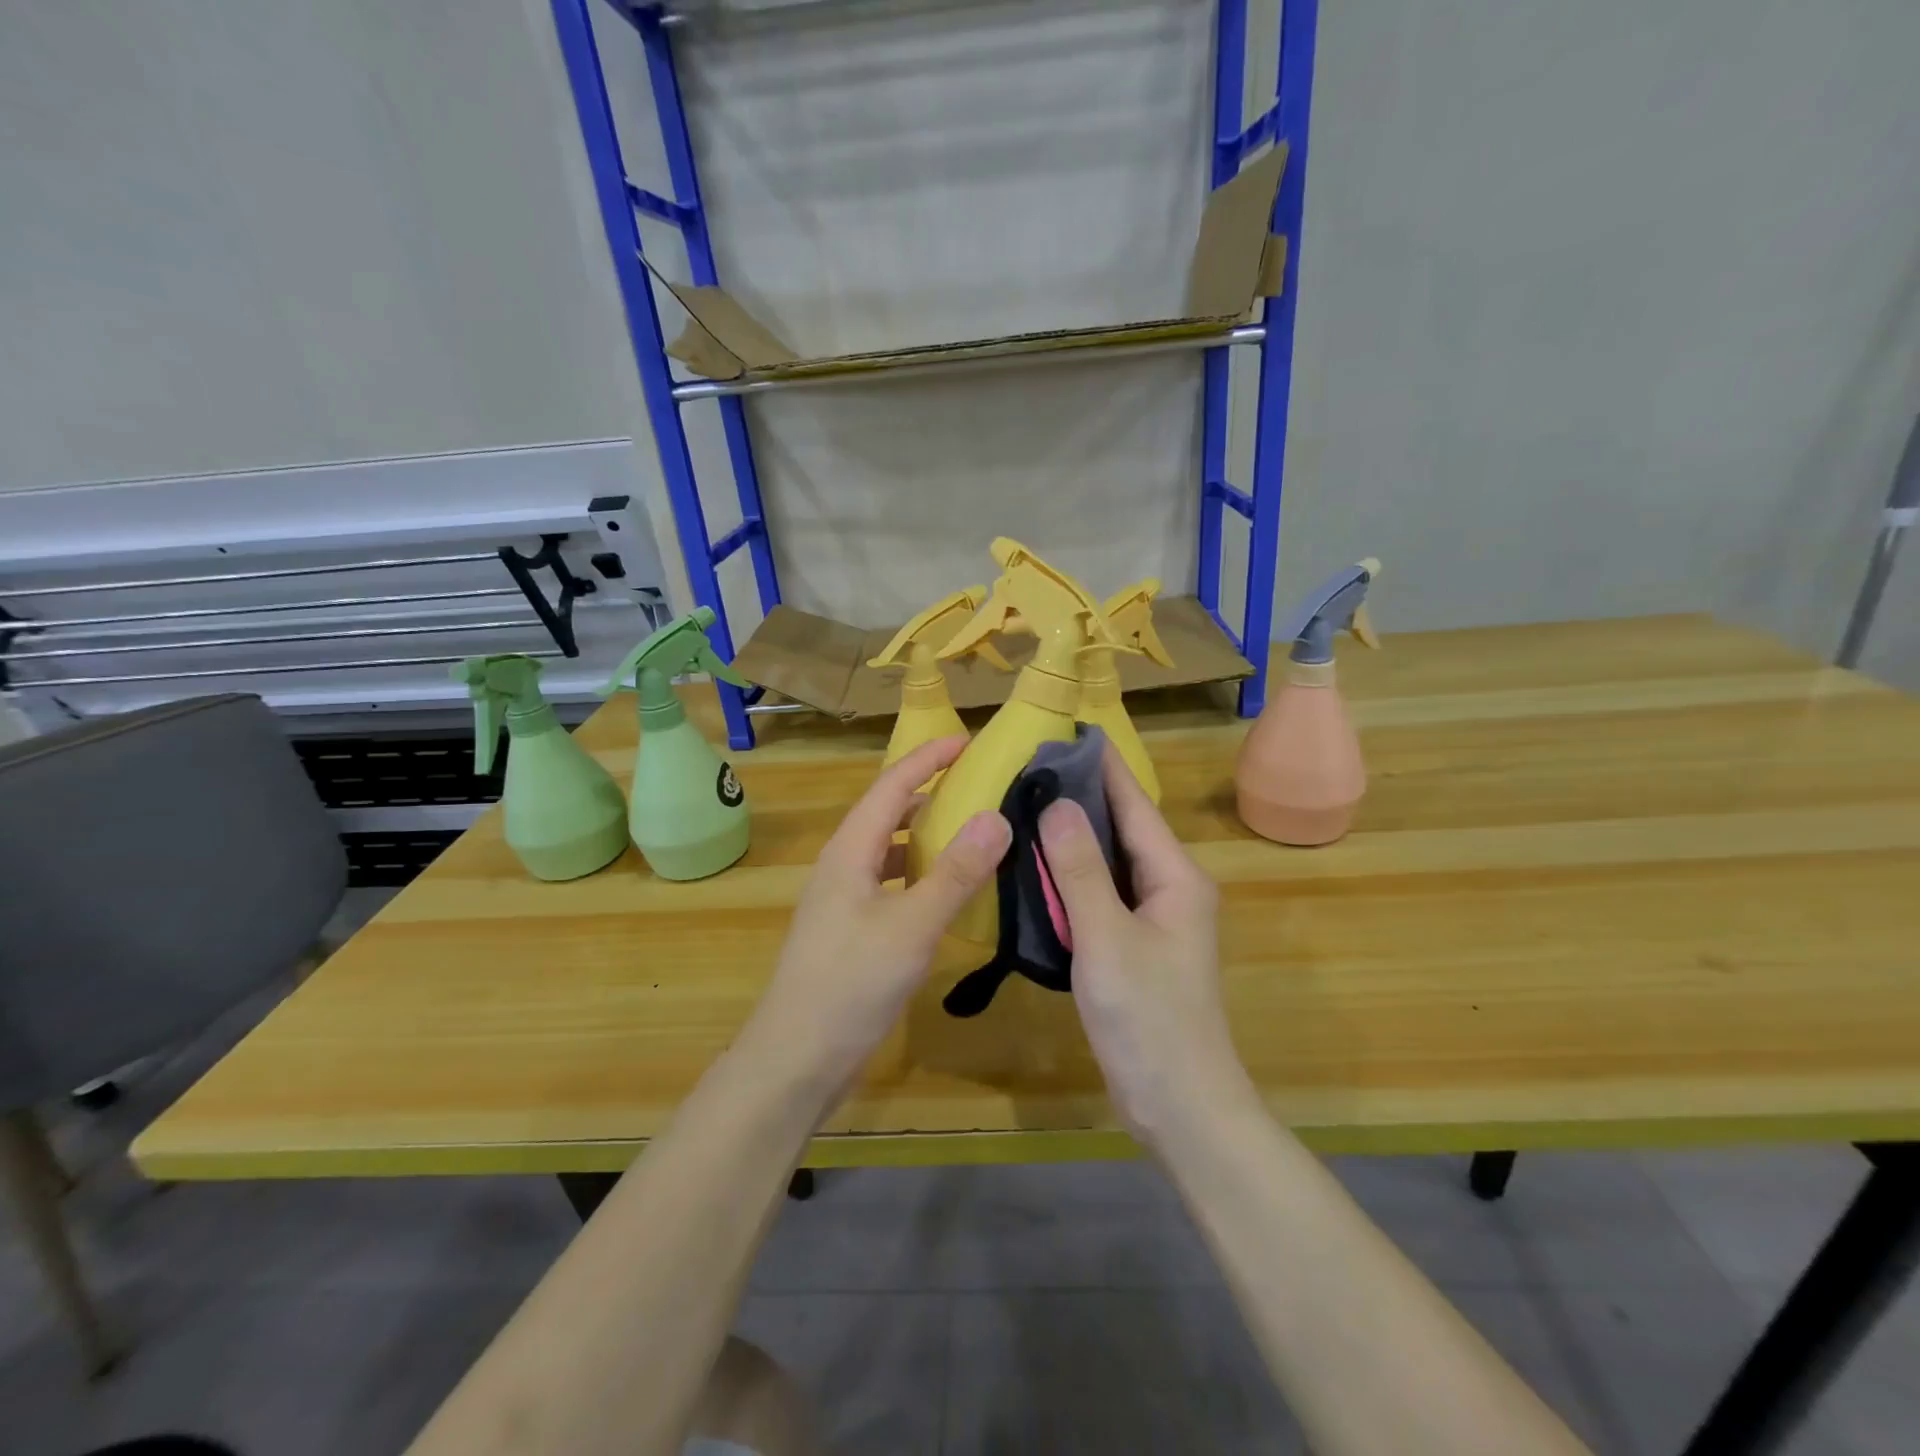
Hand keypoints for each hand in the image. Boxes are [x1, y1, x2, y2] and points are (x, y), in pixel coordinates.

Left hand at [739, 736, 1010, 1104]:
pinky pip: (890, 883)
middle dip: (929, 791)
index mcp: (850, 851)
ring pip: (889, 850)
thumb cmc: (851, 984)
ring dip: (926, 834)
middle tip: (977, 783)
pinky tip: (947, 891)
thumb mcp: (912, 926)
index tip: (967, 740)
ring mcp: (843, 899)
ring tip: (971, 830)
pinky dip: (920, 874)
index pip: (892, 786)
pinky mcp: (850, 930)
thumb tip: (997, 817)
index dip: (928, 758)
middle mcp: (843, 865)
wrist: (796, 1059)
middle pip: (887, 812)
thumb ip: (956, 873)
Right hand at [1038, 749, 1257, 1146]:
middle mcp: (1170, 888)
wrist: (1182, 1105)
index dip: (1102, 768)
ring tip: (1026, 807)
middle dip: (1082, 797)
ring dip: (1075, 838)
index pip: (1134, 805)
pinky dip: (1073, 878)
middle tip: (1029, 769)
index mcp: (1175, 877)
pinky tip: (1038, 870)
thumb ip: (1080, 871)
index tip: (1066, 733)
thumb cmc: (1149, 1018)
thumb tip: (1057, 804)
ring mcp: (1154, 920)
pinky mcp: (1135, 946)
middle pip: (1123, 829)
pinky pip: (1102, 896)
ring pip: (1110, 864)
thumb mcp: (1107, 939)